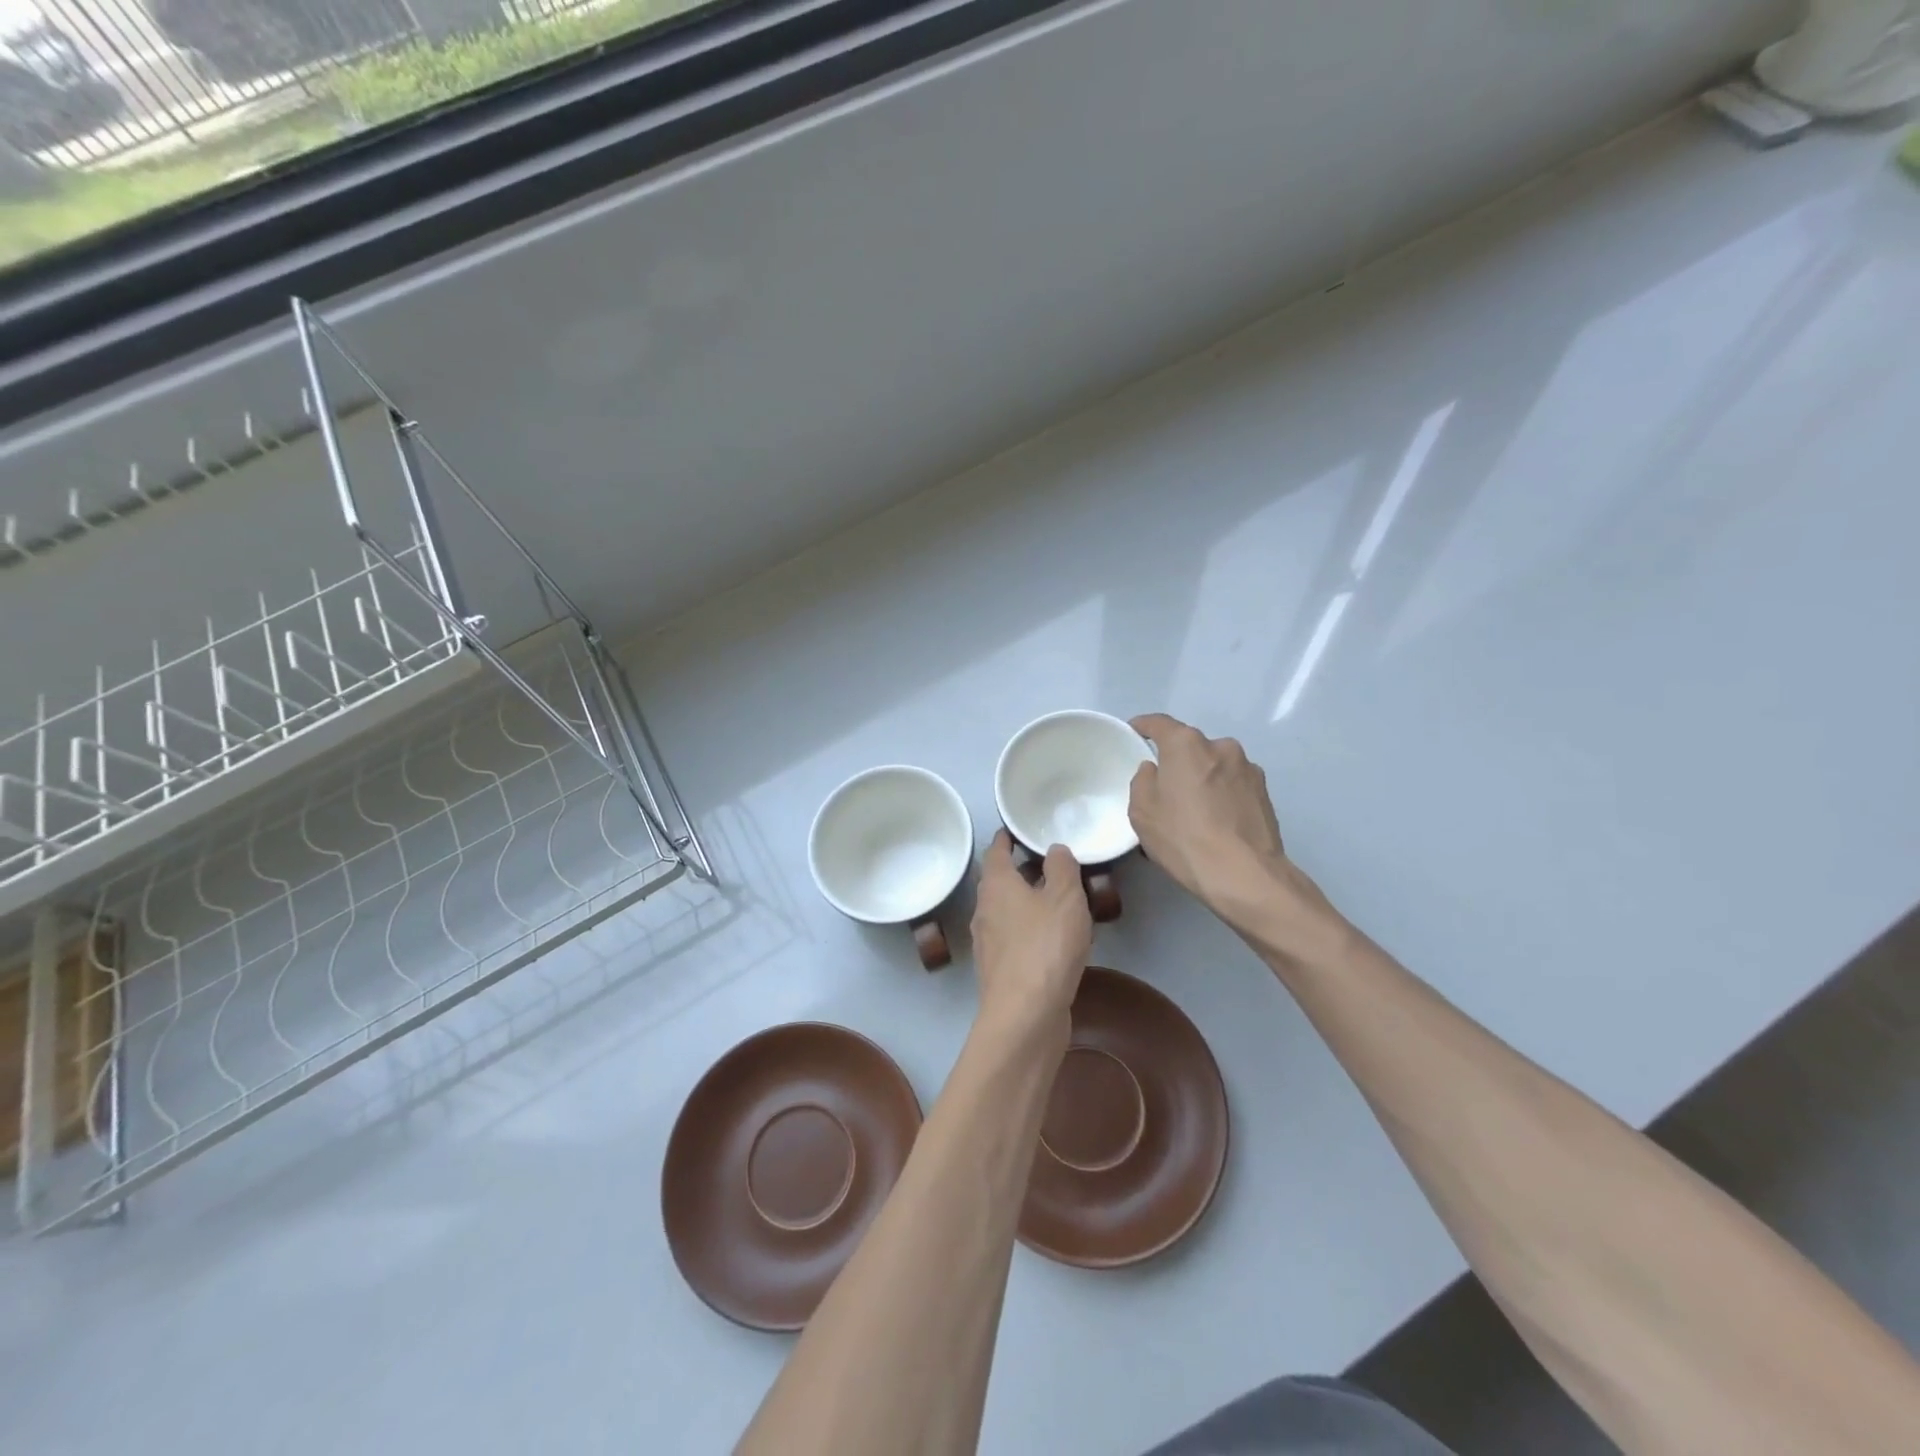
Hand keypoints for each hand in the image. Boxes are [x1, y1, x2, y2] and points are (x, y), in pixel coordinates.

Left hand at [970, 831, 1091, 1038]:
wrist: (1025, 1016)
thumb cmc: (1045, 946)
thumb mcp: (1065, 898)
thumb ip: (1062, 868)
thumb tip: (1054, 849)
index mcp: (996, 886)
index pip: (996, 852)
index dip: (1006, 838)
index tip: (1017, 829)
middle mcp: (985, 910)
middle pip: (1000, 882)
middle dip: (1021, 872)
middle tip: (1049, 864)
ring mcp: (989, 943)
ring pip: (1007, 912)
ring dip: (1028, 903)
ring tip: (1058, 900)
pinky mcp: (999, 971)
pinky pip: (1015, 939)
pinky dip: (1031, 931)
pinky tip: (1055, 940)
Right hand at [1129, 713, 1342, 955]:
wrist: (1244, 875)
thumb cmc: (1183, 838)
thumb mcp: (1142, 811)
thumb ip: (1143, 780)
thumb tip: (1155, 771)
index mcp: (1186, 744)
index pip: (1158, 723)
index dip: (1142, 727)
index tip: (1133, 735)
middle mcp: (1220, 746)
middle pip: (1190, 747)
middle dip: (1177, 762)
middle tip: (1165, 789)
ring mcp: (1248, 768)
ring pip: (1214, 767)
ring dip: (1203, 779)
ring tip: (1195, 812)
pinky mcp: (1265, 792)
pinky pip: (1233, 785)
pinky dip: (1222, 796)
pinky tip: (1218, 823)